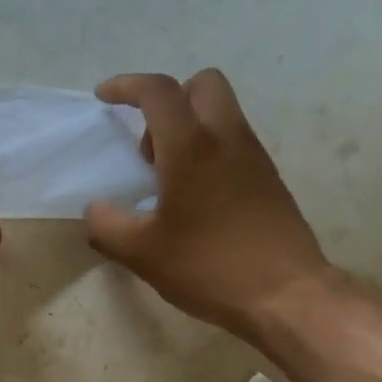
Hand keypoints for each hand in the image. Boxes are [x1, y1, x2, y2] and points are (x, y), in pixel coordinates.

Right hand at [85, 70, 333, 338]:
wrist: (286, 295)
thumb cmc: (209, 267)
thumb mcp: (142, 253)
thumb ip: (107, 226)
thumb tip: (95, 210)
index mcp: (191, 148)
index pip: (158, 92)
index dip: (126, 86)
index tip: (104, 98)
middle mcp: (227, 139)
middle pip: (201, 85)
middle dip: (168, 100)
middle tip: (148, 147)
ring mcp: (254, 158)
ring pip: (220, 115)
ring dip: (188, 129)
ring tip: (166, 182)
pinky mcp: (269, 180)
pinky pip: (233, 144)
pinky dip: (208, 153)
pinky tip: (194, 202)